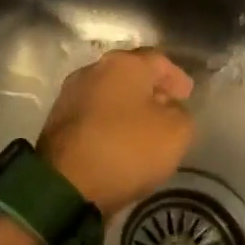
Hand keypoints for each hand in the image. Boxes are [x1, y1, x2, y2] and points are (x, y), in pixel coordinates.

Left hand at [38, 48, 194, 216]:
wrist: (65, 183)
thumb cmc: (126, 148)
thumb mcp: (176, 132)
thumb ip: (180, 113)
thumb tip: (168, 109)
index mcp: (123, 64)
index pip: (158, 60)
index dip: (176, 77)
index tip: (188, 95)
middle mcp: (93, 70)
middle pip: (130, 73)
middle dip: (150, 88)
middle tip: (168, 107)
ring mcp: (71, 93)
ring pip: (109, 92)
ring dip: (128, 105)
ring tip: (144, 126)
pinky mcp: (57, 119)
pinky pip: (94, 113)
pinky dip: (110, 121)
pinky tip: (120, 138)